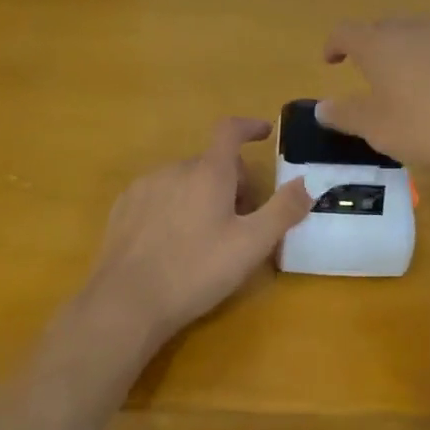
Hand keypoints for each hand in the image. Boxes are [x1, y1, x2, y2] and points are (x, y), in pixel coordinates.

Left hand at [79, 117, 312, 350]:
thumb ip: (282, 211)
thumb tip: (306, 183)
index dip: (249, 127)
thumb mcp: (251, 245)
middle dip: (232, 182)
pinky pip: (159, 195)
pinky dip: (174, 207)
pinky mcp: (123, 208)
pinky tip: (173, 244)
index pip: (230, 130)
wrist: (126, 302)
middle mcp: (174, 169)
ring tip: (207, 237)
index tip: (264, 133)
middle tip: (243, 220)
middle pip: (211, 163)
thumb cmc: (196, 270)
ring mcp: (144, 187)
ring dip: (202, 195)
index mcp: (208, 172)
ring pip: (184, 179)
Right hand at [316, 17, 429, 181]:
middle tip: (373, 70)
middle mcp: (417, 29)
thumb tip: (322, 107)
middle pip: (386, 25)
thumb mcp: (378, 130)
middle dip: (374, 43)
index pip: (346, 32)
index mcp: (381, 46)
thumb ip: (346, 115)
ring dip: (413, 49)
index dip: (334, 44)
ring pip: (425, 32)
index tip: (331, 61)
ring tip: (416, 78)